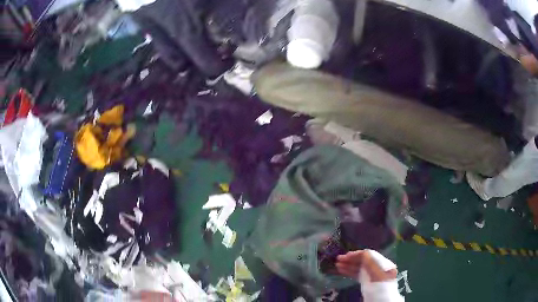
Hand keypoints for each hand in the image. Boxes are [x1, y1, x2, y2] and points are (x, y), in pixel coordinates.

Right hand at [336, 250, 396, 281]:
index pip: (369, 255)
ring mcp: (373, 276)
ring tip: (337, 265)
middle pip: (363, 261)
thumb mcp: (376, 273)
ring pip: (359, 268)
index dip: (357, 254)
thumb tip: (362, 253)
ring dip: (348, 265)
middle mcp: (378, 268)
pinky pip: (358, 275)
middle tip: (338, 259)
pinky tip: (342, 271)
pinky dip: (350, 272)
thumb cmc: (379, 287)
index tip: (345, 256)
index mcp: (383, 264)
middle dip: (351, 259)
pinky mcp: (367, 283)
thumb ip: (371, 262)